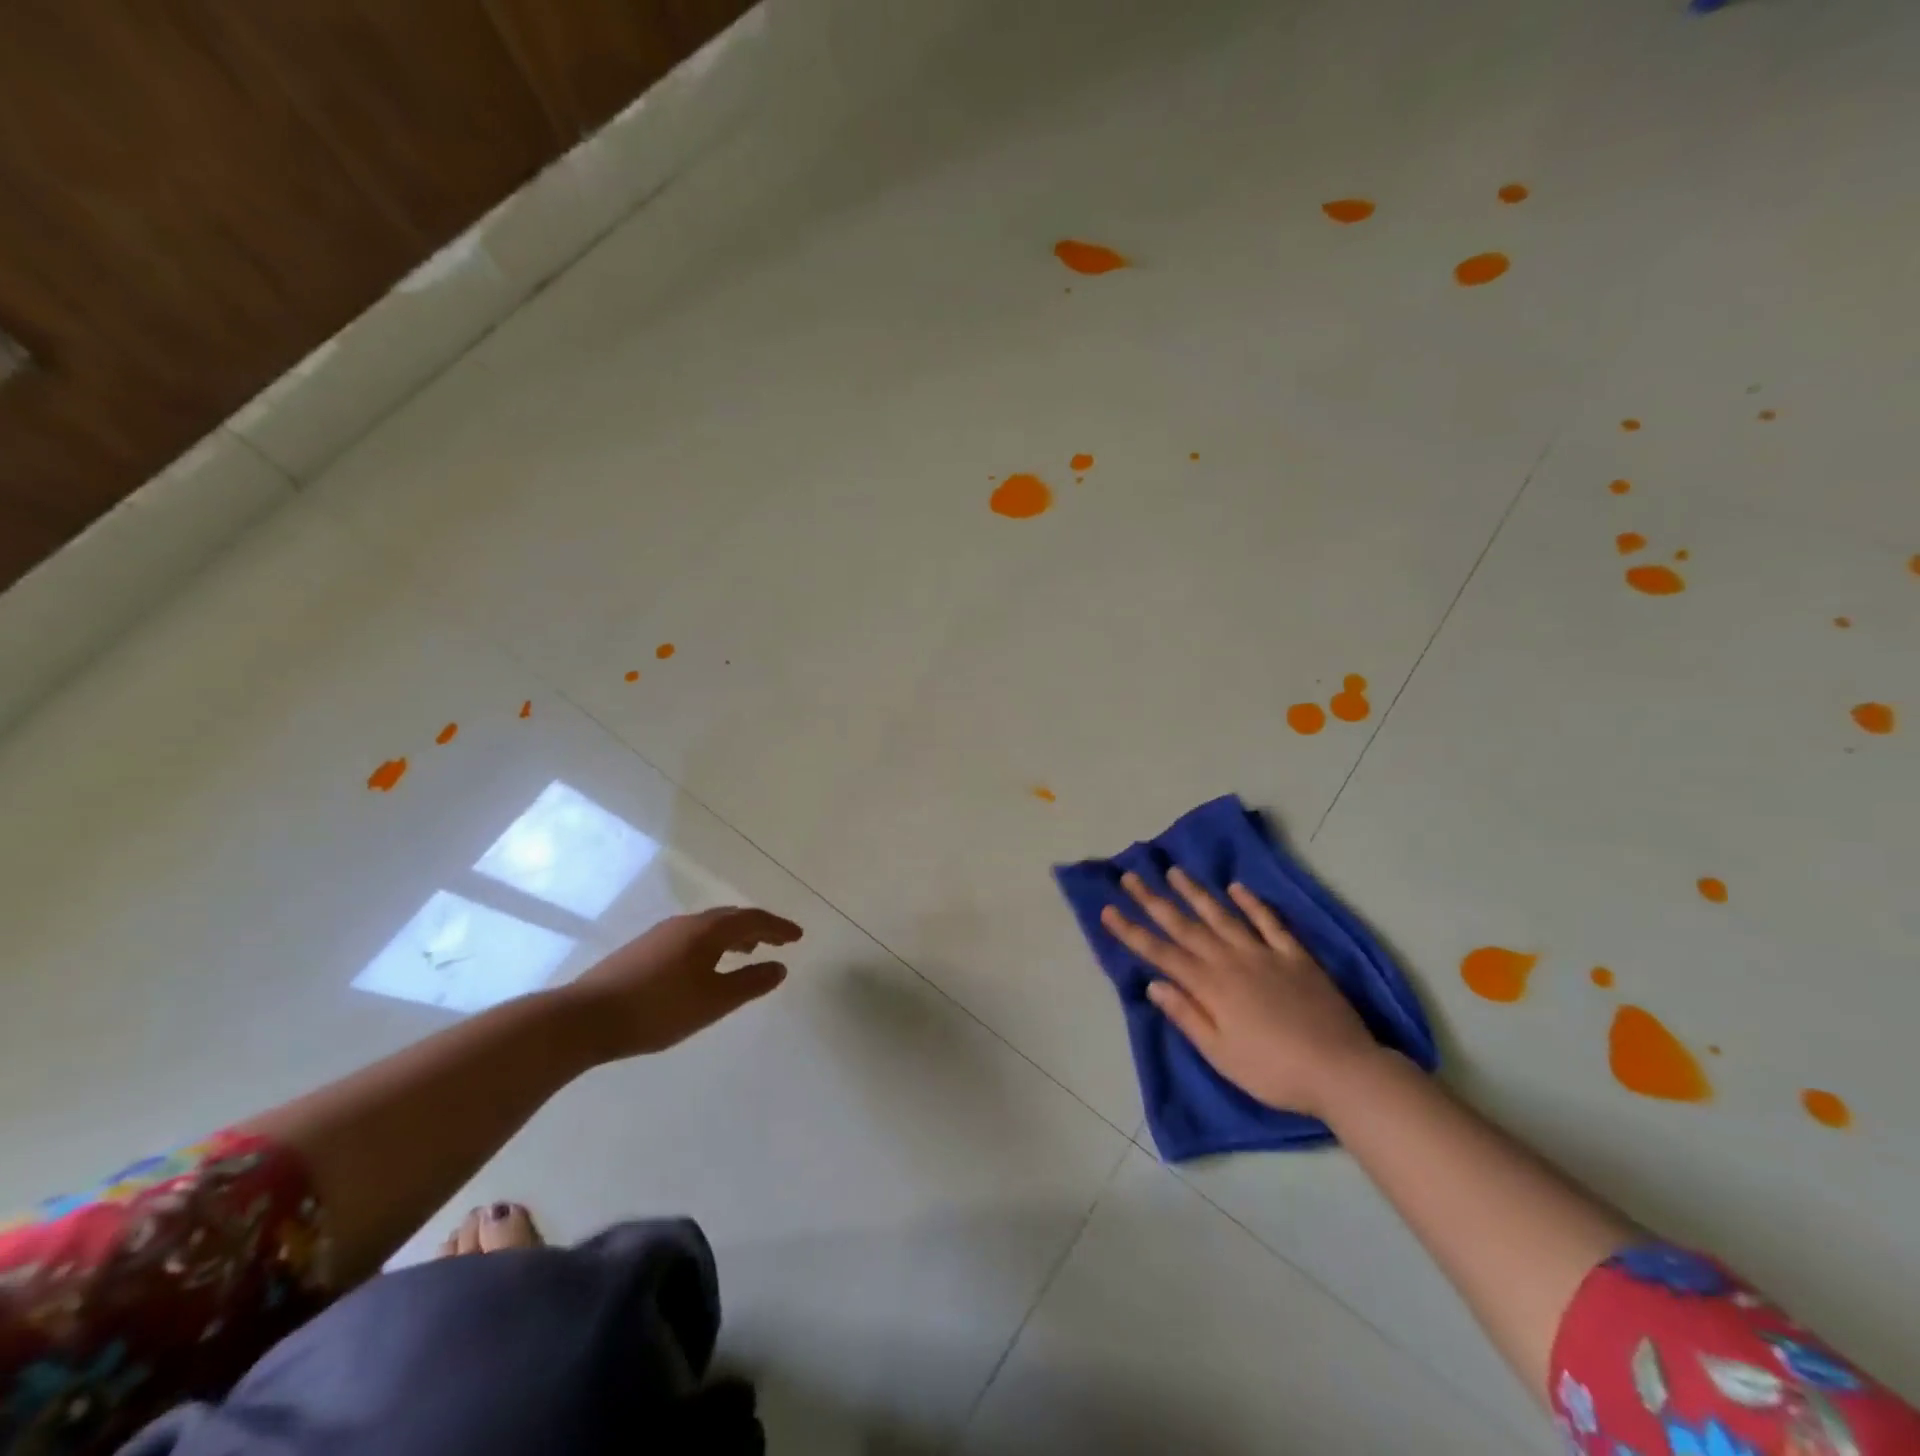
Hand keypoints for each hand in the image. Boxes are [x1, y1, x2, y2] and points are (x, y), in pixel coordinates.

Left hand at [559, 906, 801, 1060]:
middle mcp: (686, 923)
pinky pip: (691, 937)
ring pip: (709, 927)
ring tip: (747, 951)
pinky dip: (713, 944)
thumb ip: (750, 983)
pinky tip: (706, 966)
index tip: (798, 936)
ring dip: (734, 935)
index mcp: (707, 930)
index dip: (779, 927)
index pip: (753, 920)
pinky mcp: (643, 950)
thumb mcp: (714, 1002)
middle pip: (731, 917)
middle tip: (778, 941)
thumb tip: (780, 967)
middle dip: (758, 927)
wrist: (585, 1018)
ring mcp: (661, 934)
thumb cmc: (658, 1009)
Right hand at [1100, 869, 1382, 1117]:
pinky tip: (1237, 888)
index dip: (1132, 932)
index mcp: (1210, 987)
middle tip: (1130, 876)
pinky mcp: (1295, 955)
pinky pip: (1269, 922)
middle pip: (1185, 926)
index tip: (1109, 909)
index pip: (1161, 953)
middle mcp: (1231, 961)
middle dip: (1154, 901)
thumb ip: (1187, 1016)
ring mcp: (1264, 954)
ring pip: (1222, 916)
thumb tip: (1153, 985)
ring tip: (1174, 871)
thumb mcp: (1221, 1055)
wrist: (1342, 1070)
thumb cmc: (1274, 1072)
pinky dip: (1253, 903)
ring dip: (1196, 893)